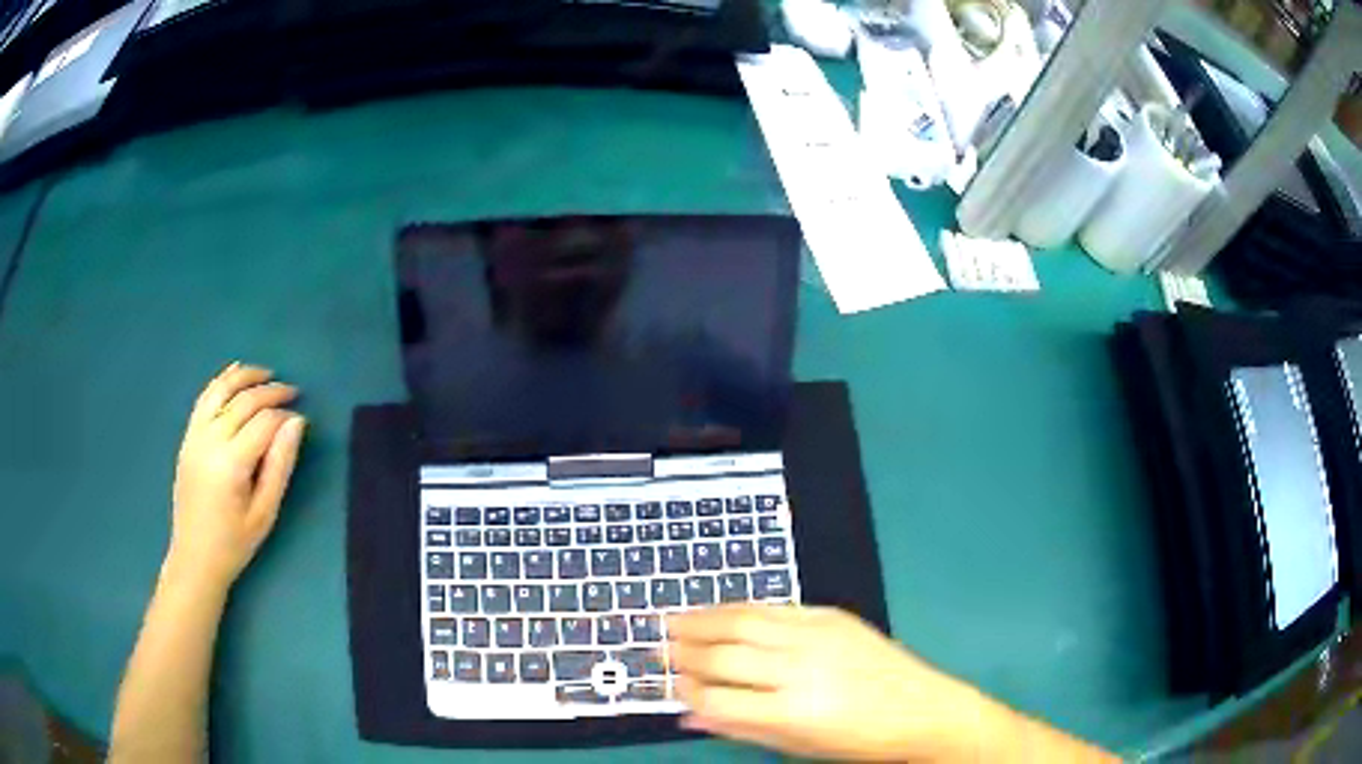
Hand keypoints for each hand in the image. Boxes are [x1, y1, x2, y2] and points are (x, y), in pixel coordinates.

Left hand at [166, 363, 306, 592]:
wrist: (195, 557)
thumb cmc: (235, 543)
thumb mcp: (265, 512)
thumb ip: (280, 465)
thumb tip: (296, 424)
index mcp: (231, 463)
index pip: (263, 423)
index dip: (285, 416)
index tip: (302, 418)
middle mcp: (210, 441)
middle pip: (243, 401)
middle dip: (270, 392)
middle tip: (293, 391)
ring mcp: (195, 436)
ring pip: (220, 391)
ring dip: (244, 376)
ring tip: (266, 373)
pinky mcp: (188, 438)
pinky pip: (204, 399)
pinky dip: (220, 382)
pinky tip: (234, 374)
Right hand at [666, 605, 986, 761]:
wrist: (923, 709)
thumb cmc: (859, 741)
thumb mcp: (799, 747)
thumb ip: (741, 729)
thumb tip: (689, 718)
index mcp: (793, 711)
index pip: (718, 700)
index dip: (688, 693)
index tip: (670, 687)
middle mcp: (801, 668)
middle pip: (725, 655)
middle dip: (685, 652)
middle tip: (659, 648)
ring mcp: (817, 635)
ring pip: (743, 621)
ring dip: (702, 621)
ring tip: (672, 621)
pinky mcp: (831, 616)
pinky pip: (774, 607)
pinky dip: (739, 608)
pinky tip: (719, 611)